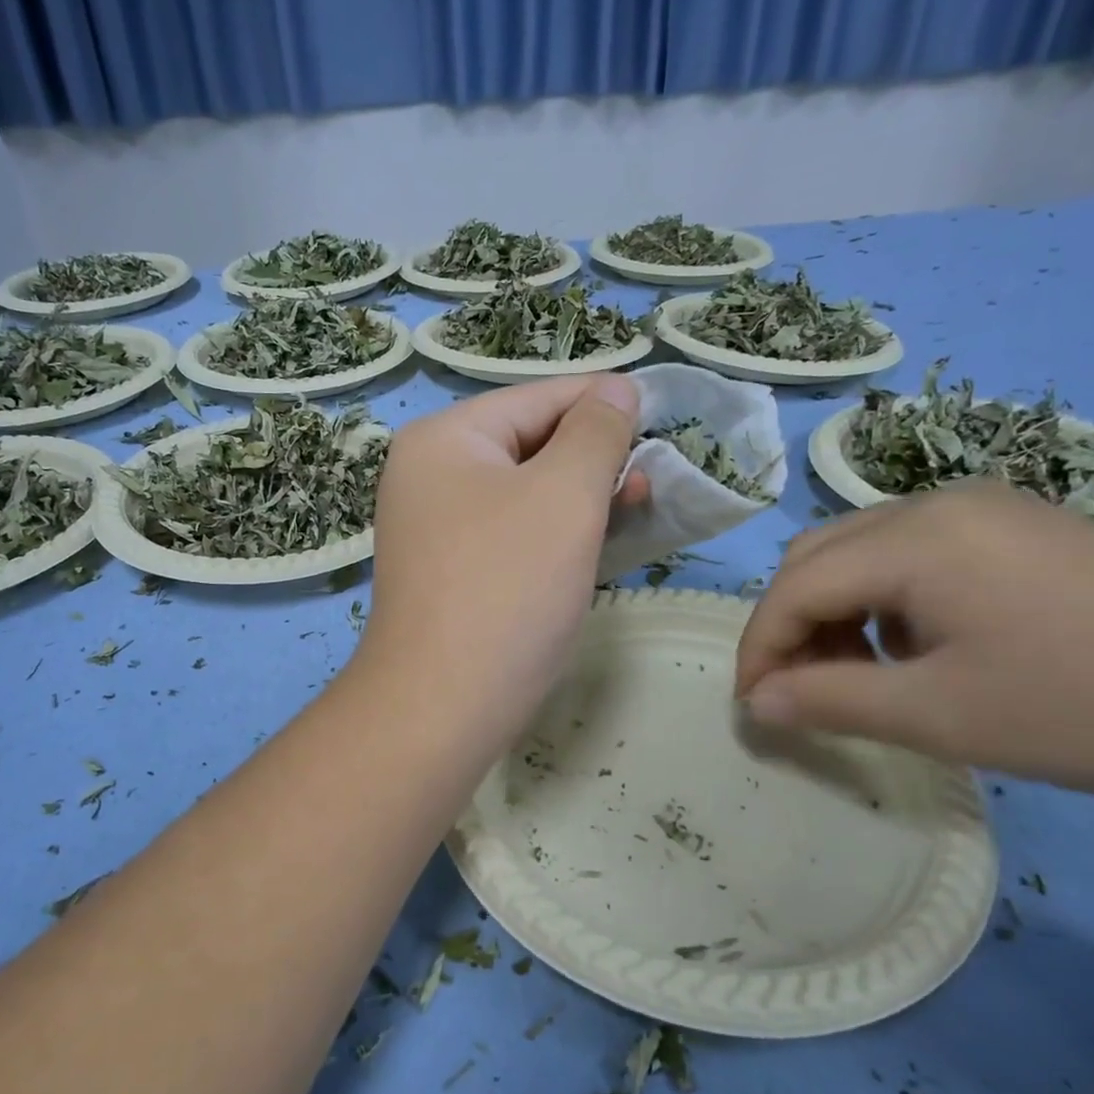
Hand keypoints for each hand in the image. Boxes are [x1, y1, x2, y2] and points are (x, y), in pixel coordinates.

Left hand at [357, 375, 643, 761]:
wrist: (442, 704)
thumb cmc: (508, 586)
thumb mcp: (565, 495)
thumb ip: (596, 432)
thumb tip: (615, 389)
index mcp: (444, 438)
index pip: (537, 398)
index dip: (603, 401)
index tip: (663, 413)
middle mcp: (430, 474)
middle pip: (530, 443)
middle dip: (595, 455)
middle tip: (653, 476)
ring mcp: (436, 526)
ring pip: (525, 492)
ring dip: (582, 495)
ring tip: (638, 505)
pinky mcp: (452, 570)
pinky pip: (514, 532)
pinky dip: (557, 532)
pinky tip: (598, 542)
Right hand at [735, 483, 1093, 808]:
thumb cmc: (1089, 709)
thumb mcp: (942, 716)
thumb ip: (830, 702)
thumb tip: (755, 703)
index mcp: (915, 537)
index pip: (795, 585)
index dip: (760, 645)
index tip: (750, 704)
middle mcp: (937, 502)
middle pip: (820, 555)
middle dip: (791, 622)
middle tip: (798, 689)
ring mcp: (983, 506)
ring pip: (862, 548)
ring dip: (836, 607)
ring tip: (858, 671)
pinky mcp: (1018, 523)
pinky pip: (913, 549)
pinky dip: (885, 595)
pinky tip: (918, 642)